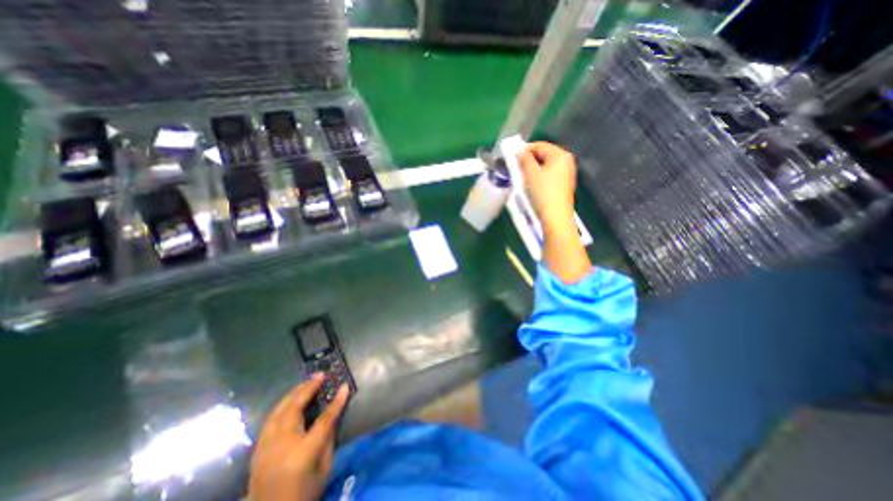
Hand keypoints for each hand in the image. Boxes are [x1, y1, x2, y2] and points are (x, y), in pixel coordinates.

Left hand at [250, 375, 352, 500]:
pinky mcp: (257, 449)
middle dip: (308, 388)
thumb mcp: (324, 467)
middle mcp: (281, 445)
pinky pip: (270, 420)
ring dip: (293, 393)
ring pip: (278, 411)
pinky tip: (290, 400)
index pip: (324, 420)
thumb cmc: (304, 492)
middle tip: (319, 375)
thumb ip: (328, 438)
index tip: (344, 385)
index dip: (336, 401)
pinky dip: (282, 405)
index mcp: (303, 452)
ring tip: (306, 382)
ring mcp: (265, 447)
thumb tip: (333, 413)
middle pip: (294, 408)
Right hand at [518, 142, 578, 230]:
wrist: (555, 217)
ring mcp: (566, 174)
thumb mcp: (531, 173)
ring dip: (532, 169)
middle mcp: (566, 161)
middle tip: (515, 167)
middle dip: (528, 160)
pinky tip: (530, 184)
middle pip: (544, 155)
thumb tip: (519, 150)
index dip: (524, 149)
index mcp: (560, 155)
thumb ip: (524, 159)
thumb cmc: (543, 192)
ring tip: (520, 176)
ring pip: (545, 166)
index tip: (511, 156)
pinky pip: (549, 175)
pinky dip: (538, 177)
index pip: (540, 145)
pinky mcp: (563, 186)